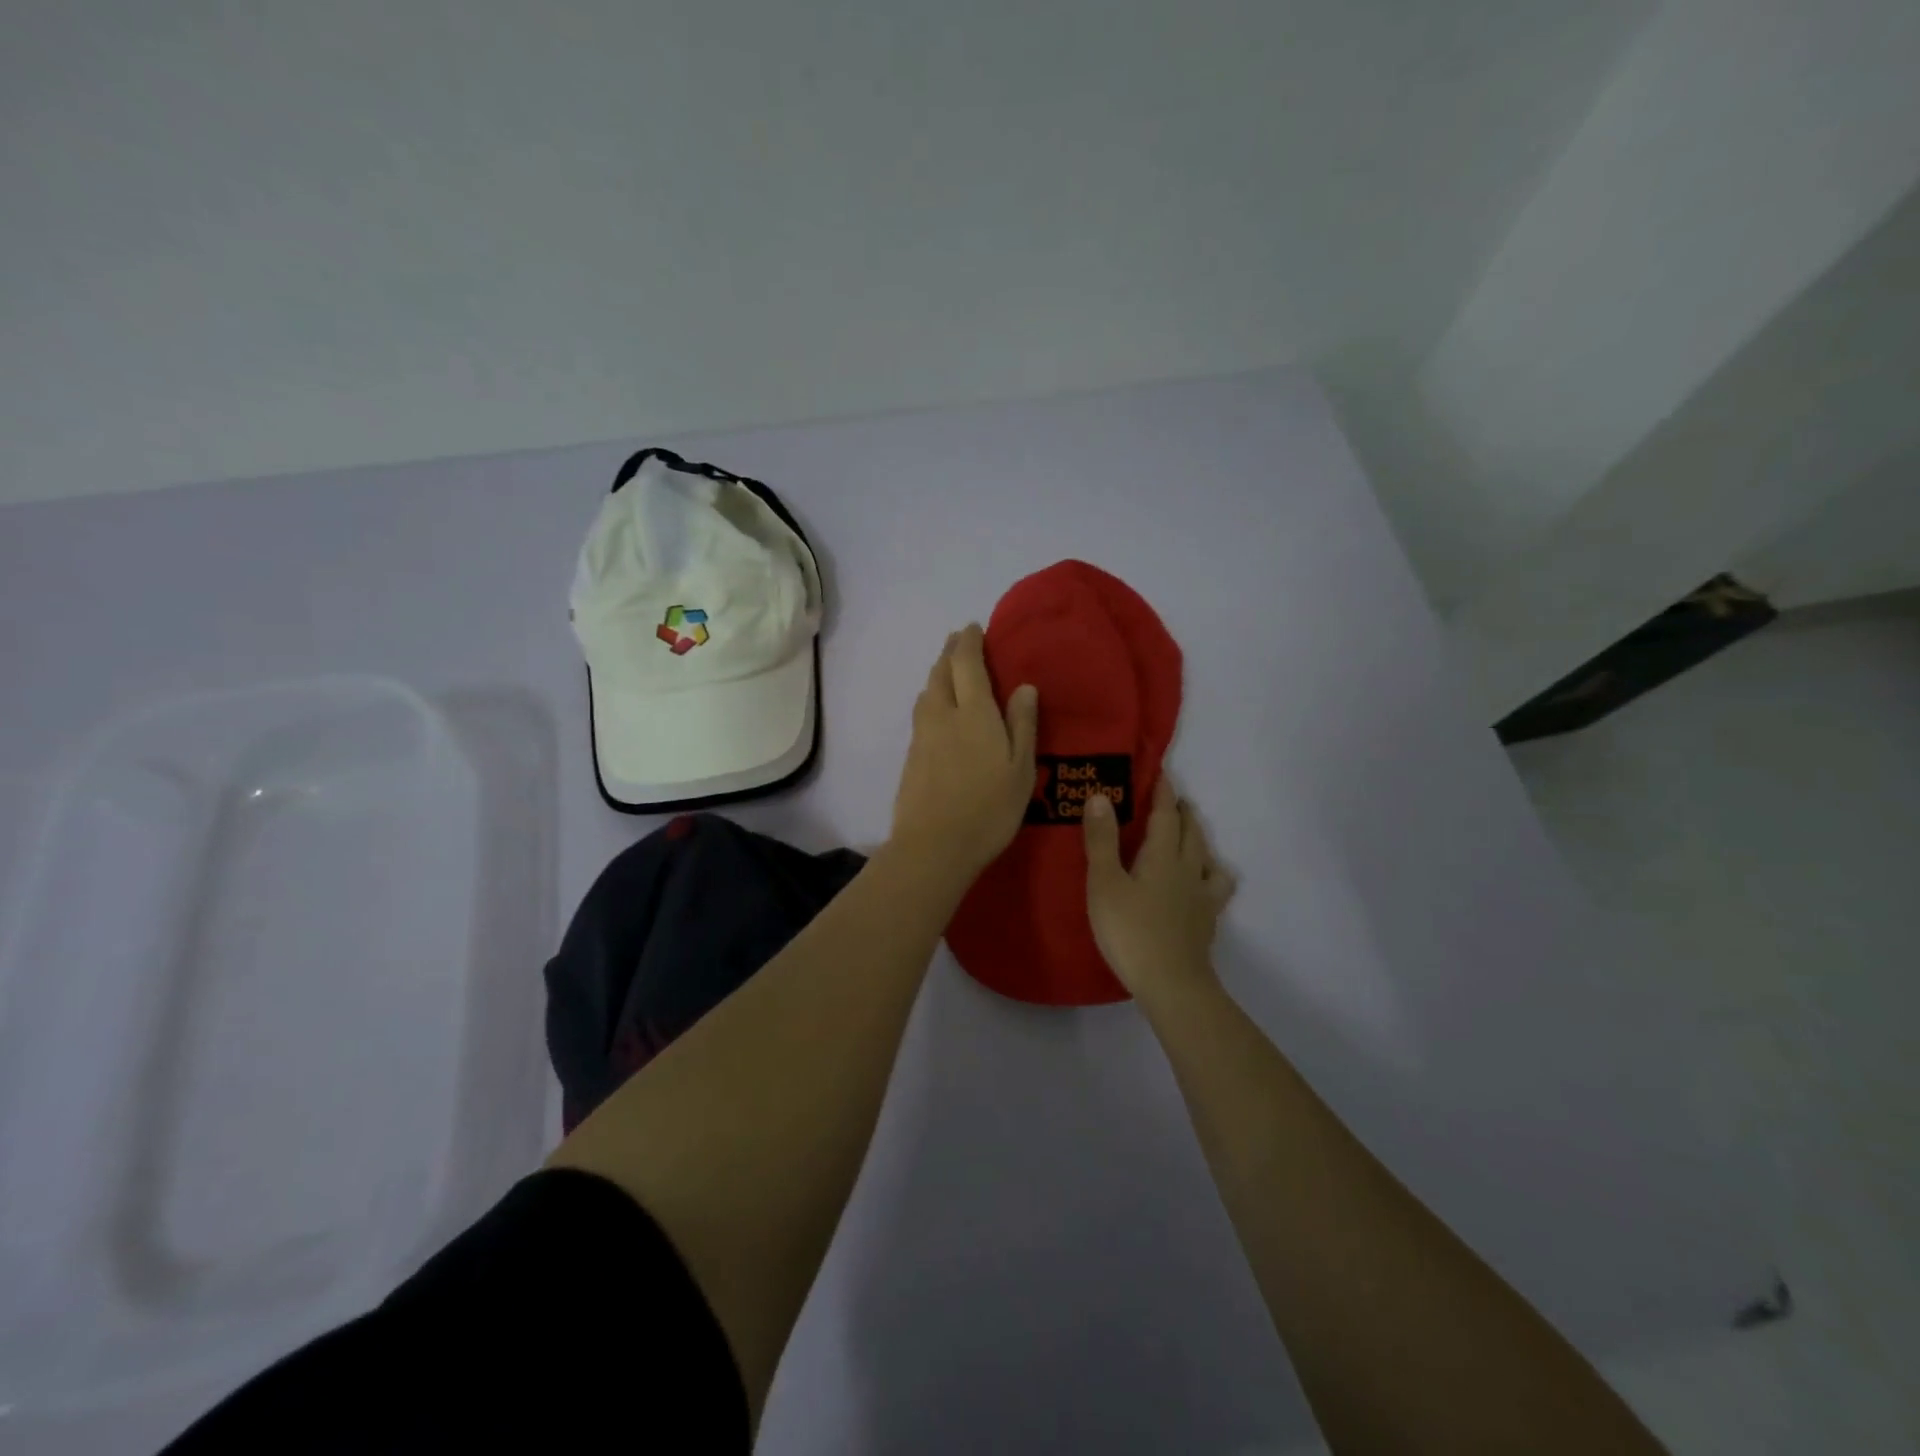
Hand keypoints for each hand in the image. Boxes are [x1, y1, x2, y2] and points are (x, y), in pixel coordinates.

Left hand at [890, 624, 1038, 883]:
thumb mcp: (1020, 769)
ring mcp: (922, 735)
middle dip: (950, 652)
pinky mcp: (910, 756)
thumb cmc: (988, 809)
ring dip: (937, 674)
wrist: (933, 846)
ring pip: (927, 692)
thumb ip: (1022, 724)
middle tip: (959, 642)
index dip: (969, 641)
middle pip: (941, 672)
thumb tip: (1024, 686)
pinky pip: (921, 713)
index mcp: (974, 712)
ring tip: (949, 671)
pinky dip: (931, 699)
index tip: (973, 628)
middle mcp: (943, 714)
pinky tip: (938, 711)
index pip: (967, 663)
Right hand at [1083, 777, 1235, 1006]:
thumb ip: (1102, 840)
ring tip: (1190, 836)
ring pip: (1207, 856)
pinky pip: (1215, 887)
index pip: (1166, 815)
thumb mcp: (1104, 883)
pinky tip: (1203, 883)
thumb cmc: (1130, 930)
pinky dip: (1211, 875)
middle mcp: (1188, 869)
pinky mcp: (1207, 920)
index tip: (1161, 772)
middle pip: (1191, 832)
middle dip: (1183, 812)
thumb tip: (1101, 795)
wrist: (1171, 983)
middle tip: (1174, 800)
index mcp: (1163, 856)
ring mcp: (1202, 896)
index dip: (1163, 792)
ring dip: (1198, 839)